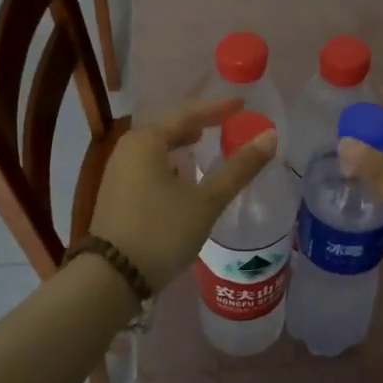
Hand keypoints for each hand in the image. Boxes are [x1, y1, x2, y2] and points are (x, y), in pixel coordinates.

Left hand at [88, 99, 277, 289]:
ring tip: (207, 144)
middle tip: (227, 123)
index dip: (217, 108)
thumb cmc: (162, 232)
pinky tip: (184, 176)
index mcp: (146, 140)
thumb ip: (239, 168)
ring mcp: (118, 171)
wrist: (112, 278)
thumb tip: (270, 136)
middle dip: (199, 124)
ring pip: (158, 148)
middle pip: (169, 127)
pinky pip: (150, 165)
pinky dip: (171, 162)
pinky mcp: (117, 192)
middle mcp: (128, 148)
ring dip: (183, 144)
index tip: (242, 104)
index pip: (188, 113)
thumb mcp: (206, 201)